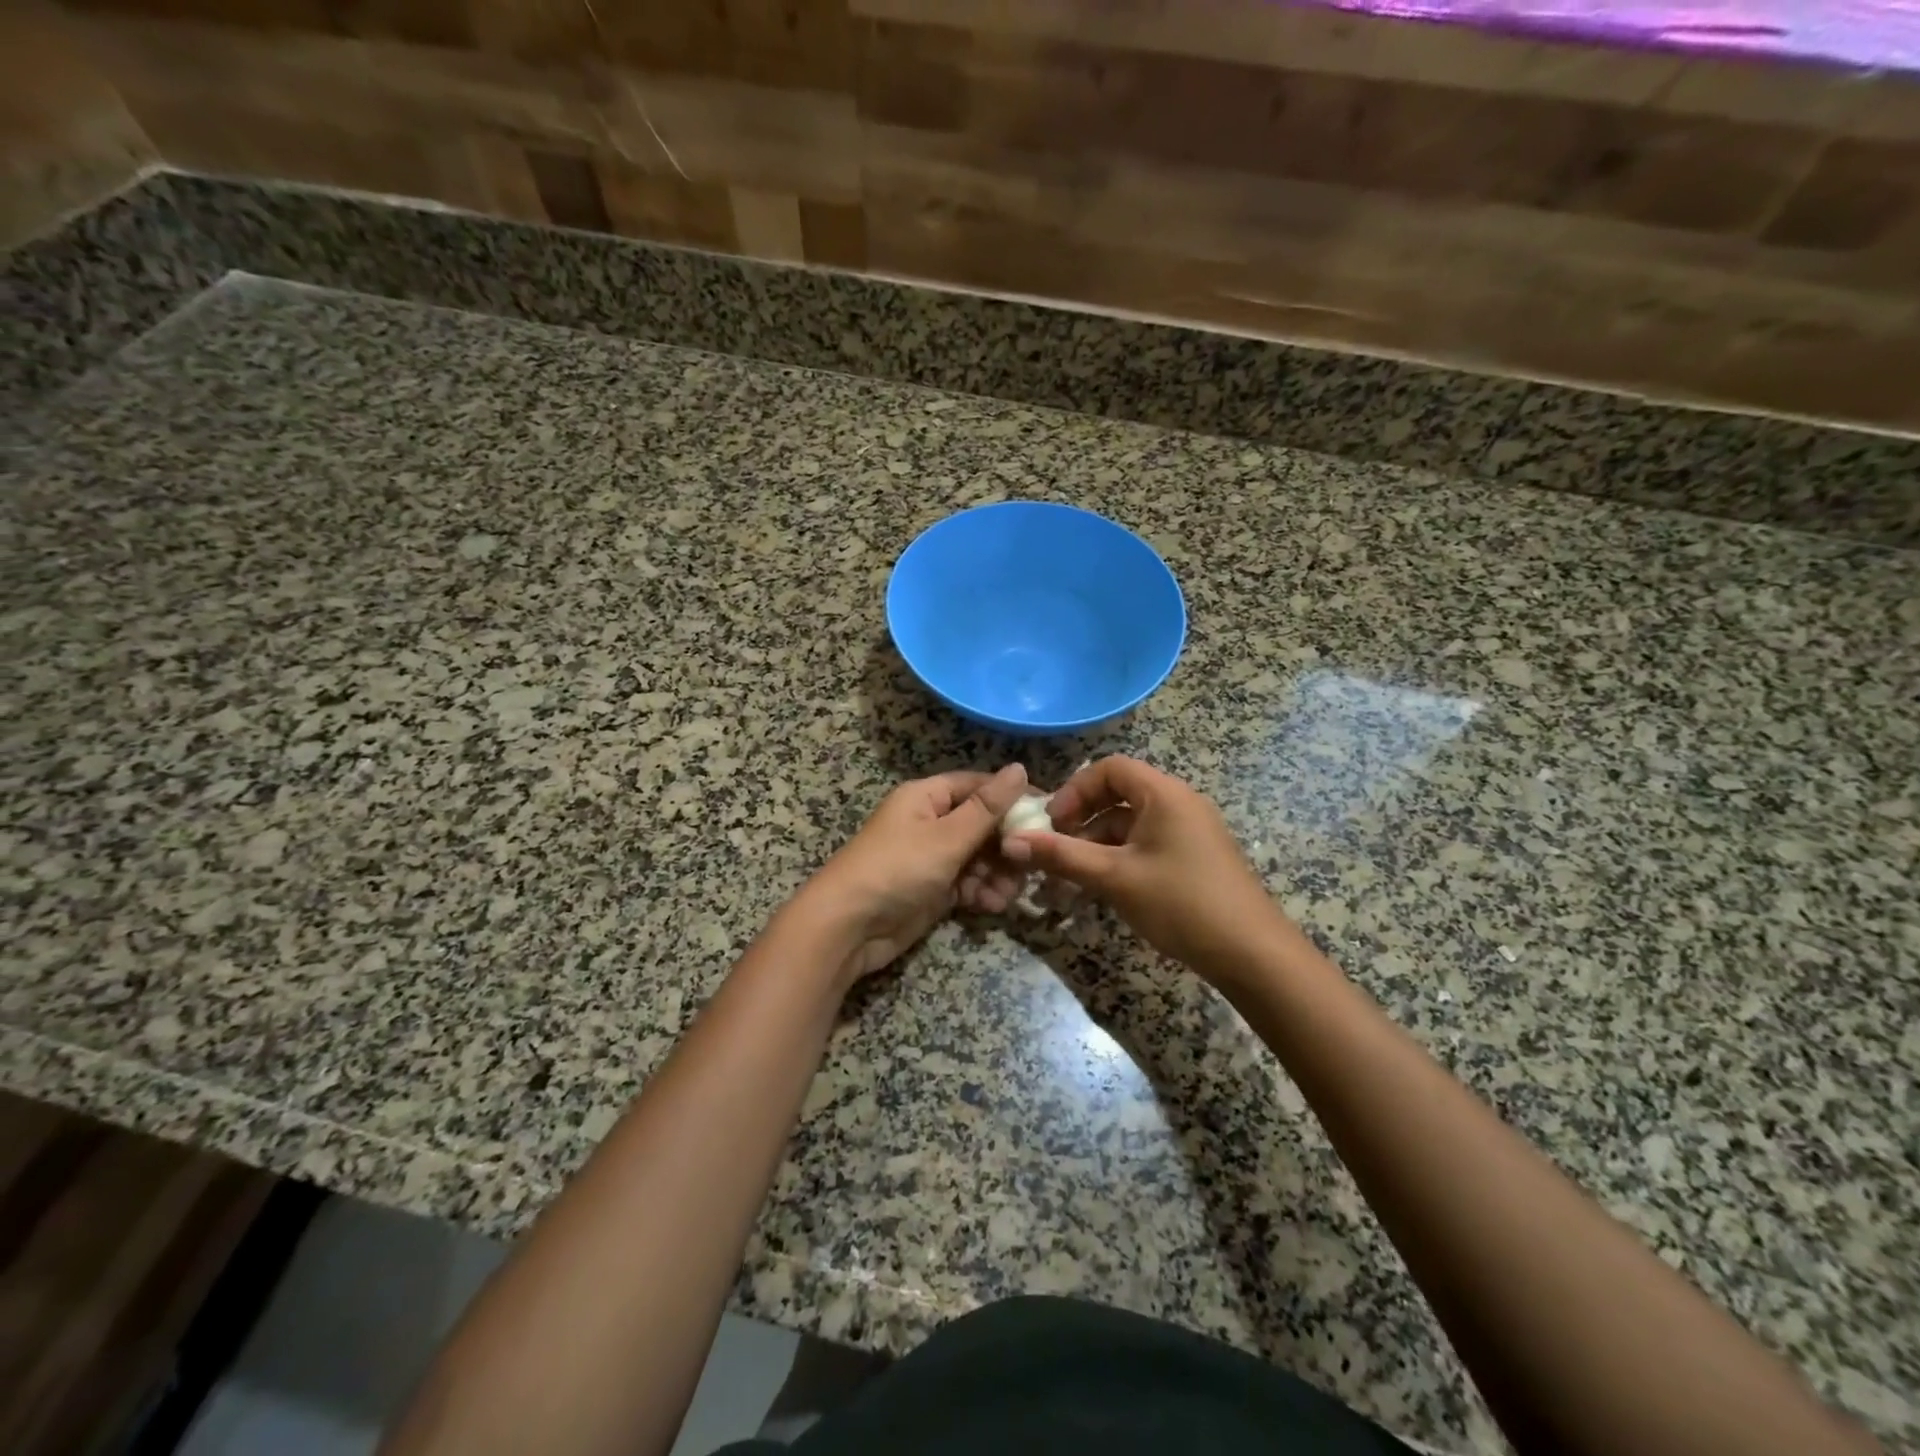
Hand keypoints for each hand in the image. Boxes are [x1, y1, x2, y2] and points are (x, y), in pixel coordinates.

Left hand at [792, 764, 1028, 983]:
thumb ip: (987, 807)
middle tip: (1033, 862)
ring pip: (977, 857)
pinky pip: (966, 883)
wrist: (848, 927)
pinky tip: (993, 906)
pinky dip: (981, 892)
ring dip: (997, 873)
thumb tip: (1020, 768)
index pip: (977, 786)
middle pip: (981, 823)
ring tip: (1010, 893)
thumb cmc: (898, 869)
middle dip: (1007, 844)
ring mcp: (930, 857)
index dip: (1012, 796)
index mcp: (926, 797)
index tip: (1047, 813)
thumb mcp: (947, 837)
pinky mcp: (931, 889)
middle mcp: (929, 822)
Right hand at [1001, 756, 1290, 979]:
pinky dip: (1120, 859)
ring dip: (1097, 845)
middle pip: (1119, 795)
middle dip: (1081, 820)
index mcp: (1164, 794)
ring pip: (1131, 825)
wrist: (1252, 954)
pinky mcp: (1194, 858)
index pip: (1110, 768)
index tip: (1051, 821)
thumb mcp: (1114, 878)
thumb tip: (1012, 842)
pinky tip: (1102, 889)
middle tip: (1055, 848)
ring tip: (1070, 879)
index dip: (1074, 789)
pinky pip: (1147, 845)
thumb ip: (1061, 856)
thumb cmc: (1180, 903)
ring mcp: (1190, 831)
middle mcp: (1180, 803)